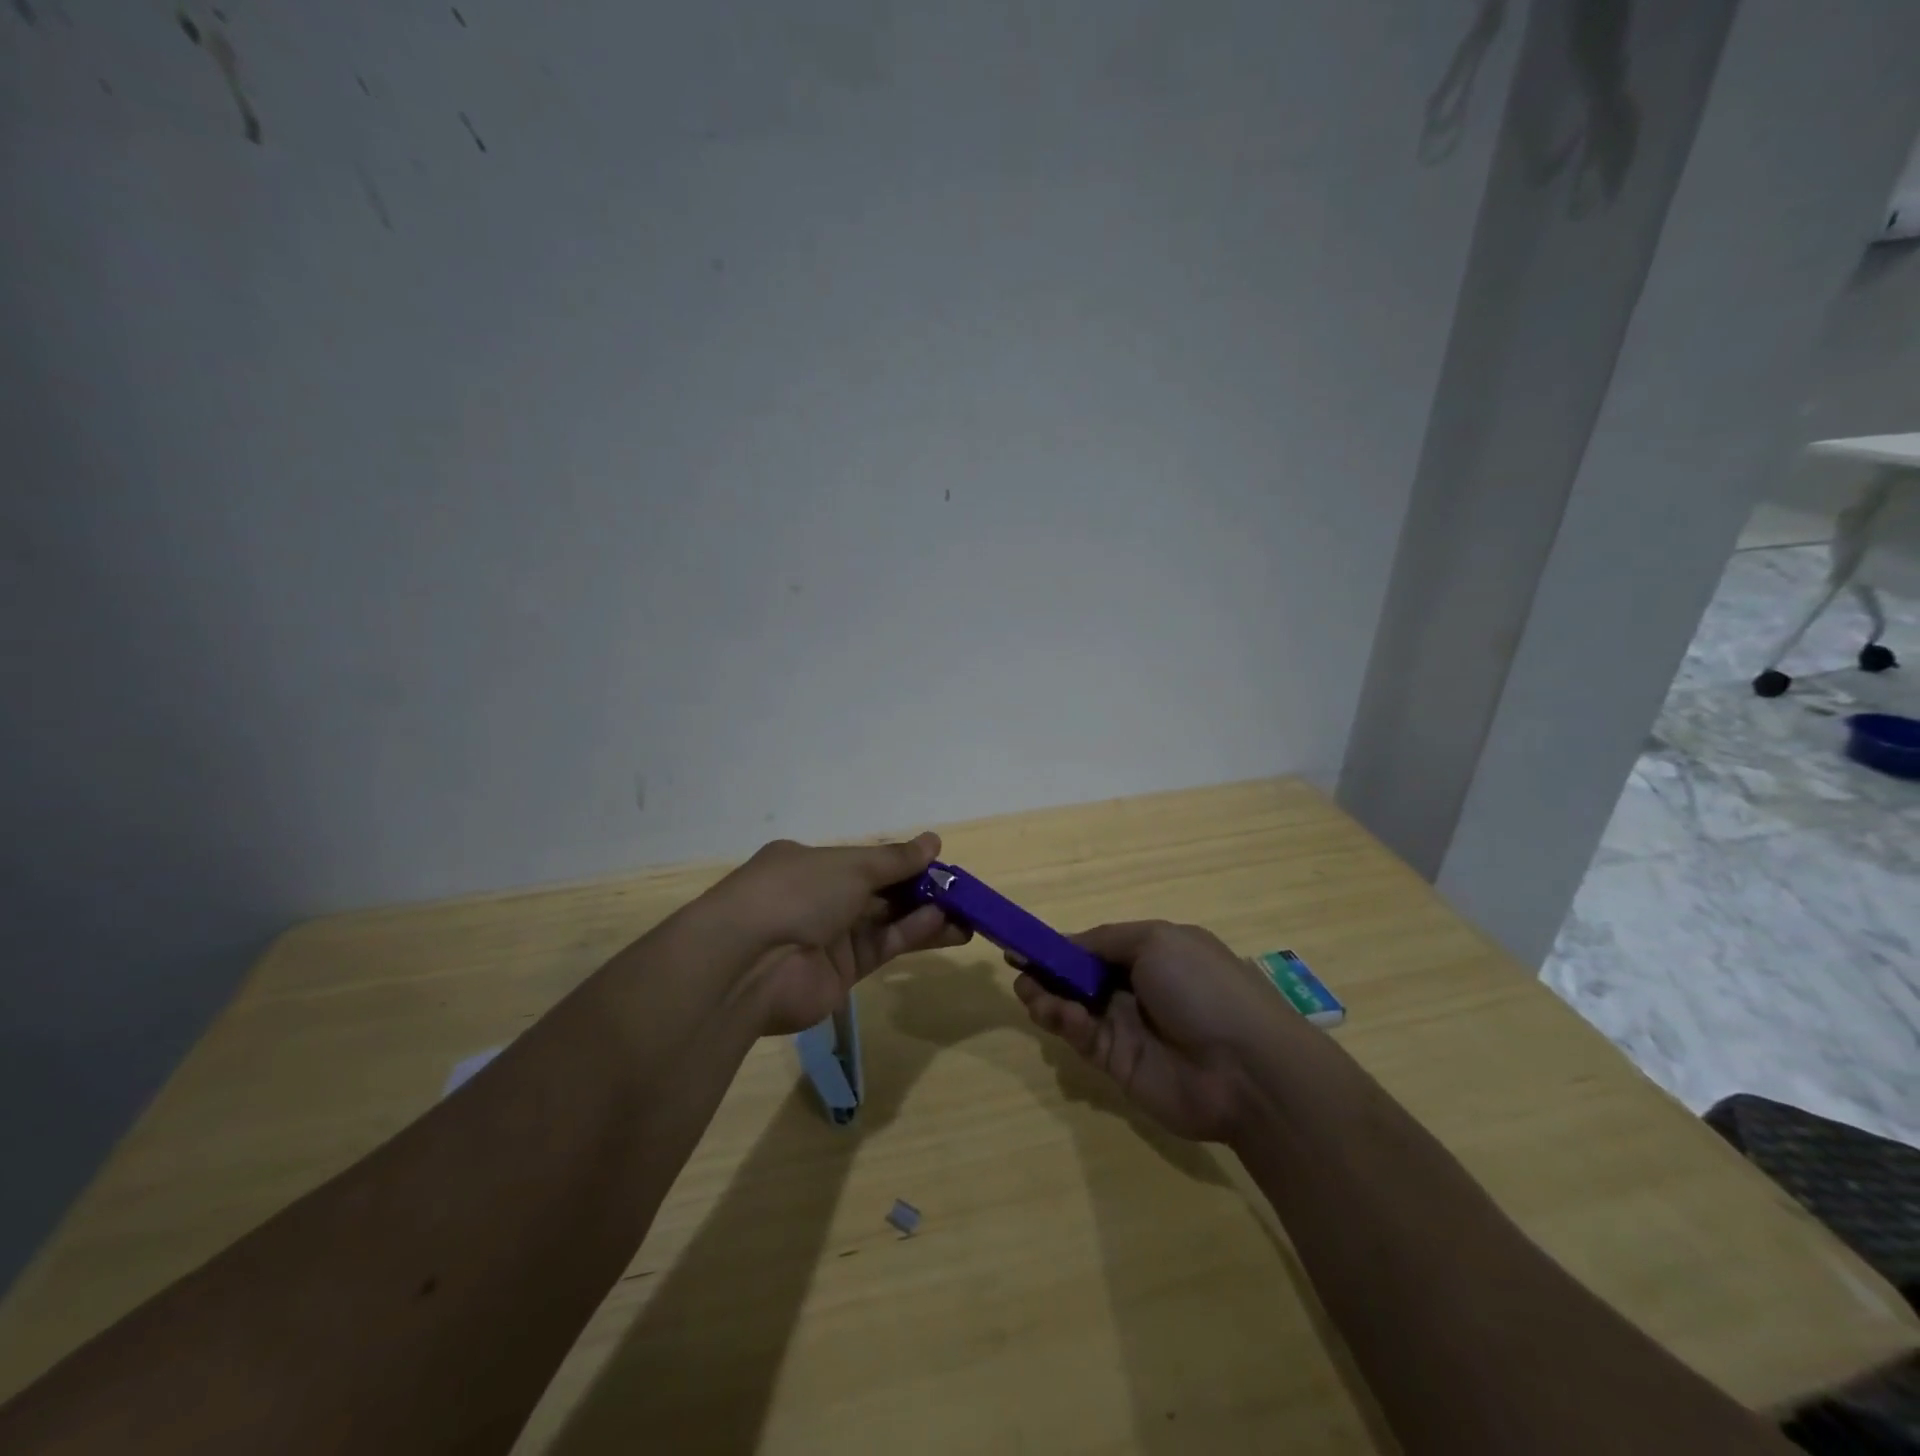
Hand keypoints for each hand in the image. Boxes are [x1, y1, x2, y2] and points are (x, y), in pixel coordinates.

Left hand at [706, 833, 970, 1034]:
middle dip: (921, 891)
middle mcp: (820, 897)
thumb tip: (933, 841)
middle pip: (880, 891)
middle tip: (963, 894)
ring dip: (926, 916)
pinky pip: (884, 946)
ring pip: (887, 921)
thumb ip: (895, 859)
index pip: (866, 860)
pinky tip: (945, 925)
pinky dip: (912, 934)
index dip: (904, 862)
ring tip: (968, 914)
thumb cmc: (797, 893)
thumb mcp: (850, 865)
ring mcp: (830, 936)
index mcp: (811, 863)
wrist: (750, 964)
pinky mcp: (842, 972)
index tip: (941, 865)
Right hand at [1012, 921, 1308, 1141]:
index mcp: (1152, 953)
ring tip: (1031, 993)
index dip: (1061, 947)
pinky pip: (1082, 1037)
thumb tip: (1066, 943)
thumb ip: (1105, 940)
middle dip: (1047, 973)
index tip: (1023, 945)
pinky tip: (1060, 1015)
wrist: (1245, 1069)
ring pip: (1073, 1008)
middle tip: (1020, 972)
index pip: (1096, 947)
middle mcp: (1137, 988)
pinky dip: (1065, 1023)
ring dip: (1048, 997)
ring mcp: (1126, 1027)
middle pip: (1079, 978)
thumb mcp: (1157, 941)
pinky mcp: (1117, 1063)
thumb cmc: (1202, 988)